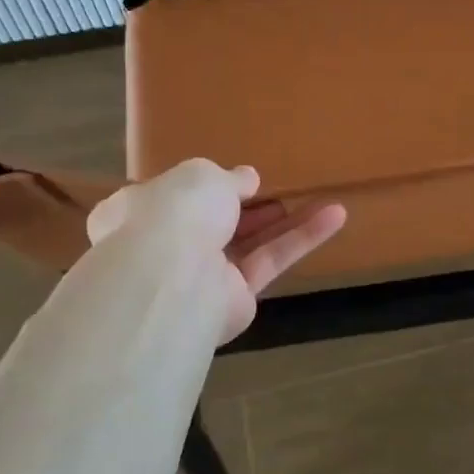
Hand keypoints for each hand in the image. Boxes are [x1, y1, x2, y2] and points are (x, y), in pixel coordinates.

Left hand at [86, 160, 346, 341]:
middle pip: (214, 224)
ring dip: (285, 223)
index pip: (169, 198)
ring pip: (250, 243)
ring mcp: (200, 276)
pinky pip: (271, 261)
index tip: (233, 178)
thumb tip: (247, 179)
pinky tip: (335, 217)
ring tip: (325, 201)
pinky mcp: (236, 298)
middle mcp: (166, 246)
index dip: (201, 187)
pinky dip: (301, 239)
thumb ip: (229, 177)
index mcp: (138, 211)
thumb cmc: (176, 213)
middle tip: (277, 193)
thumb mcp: (203, 175)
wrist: (175, 279)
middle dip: (248, 208)